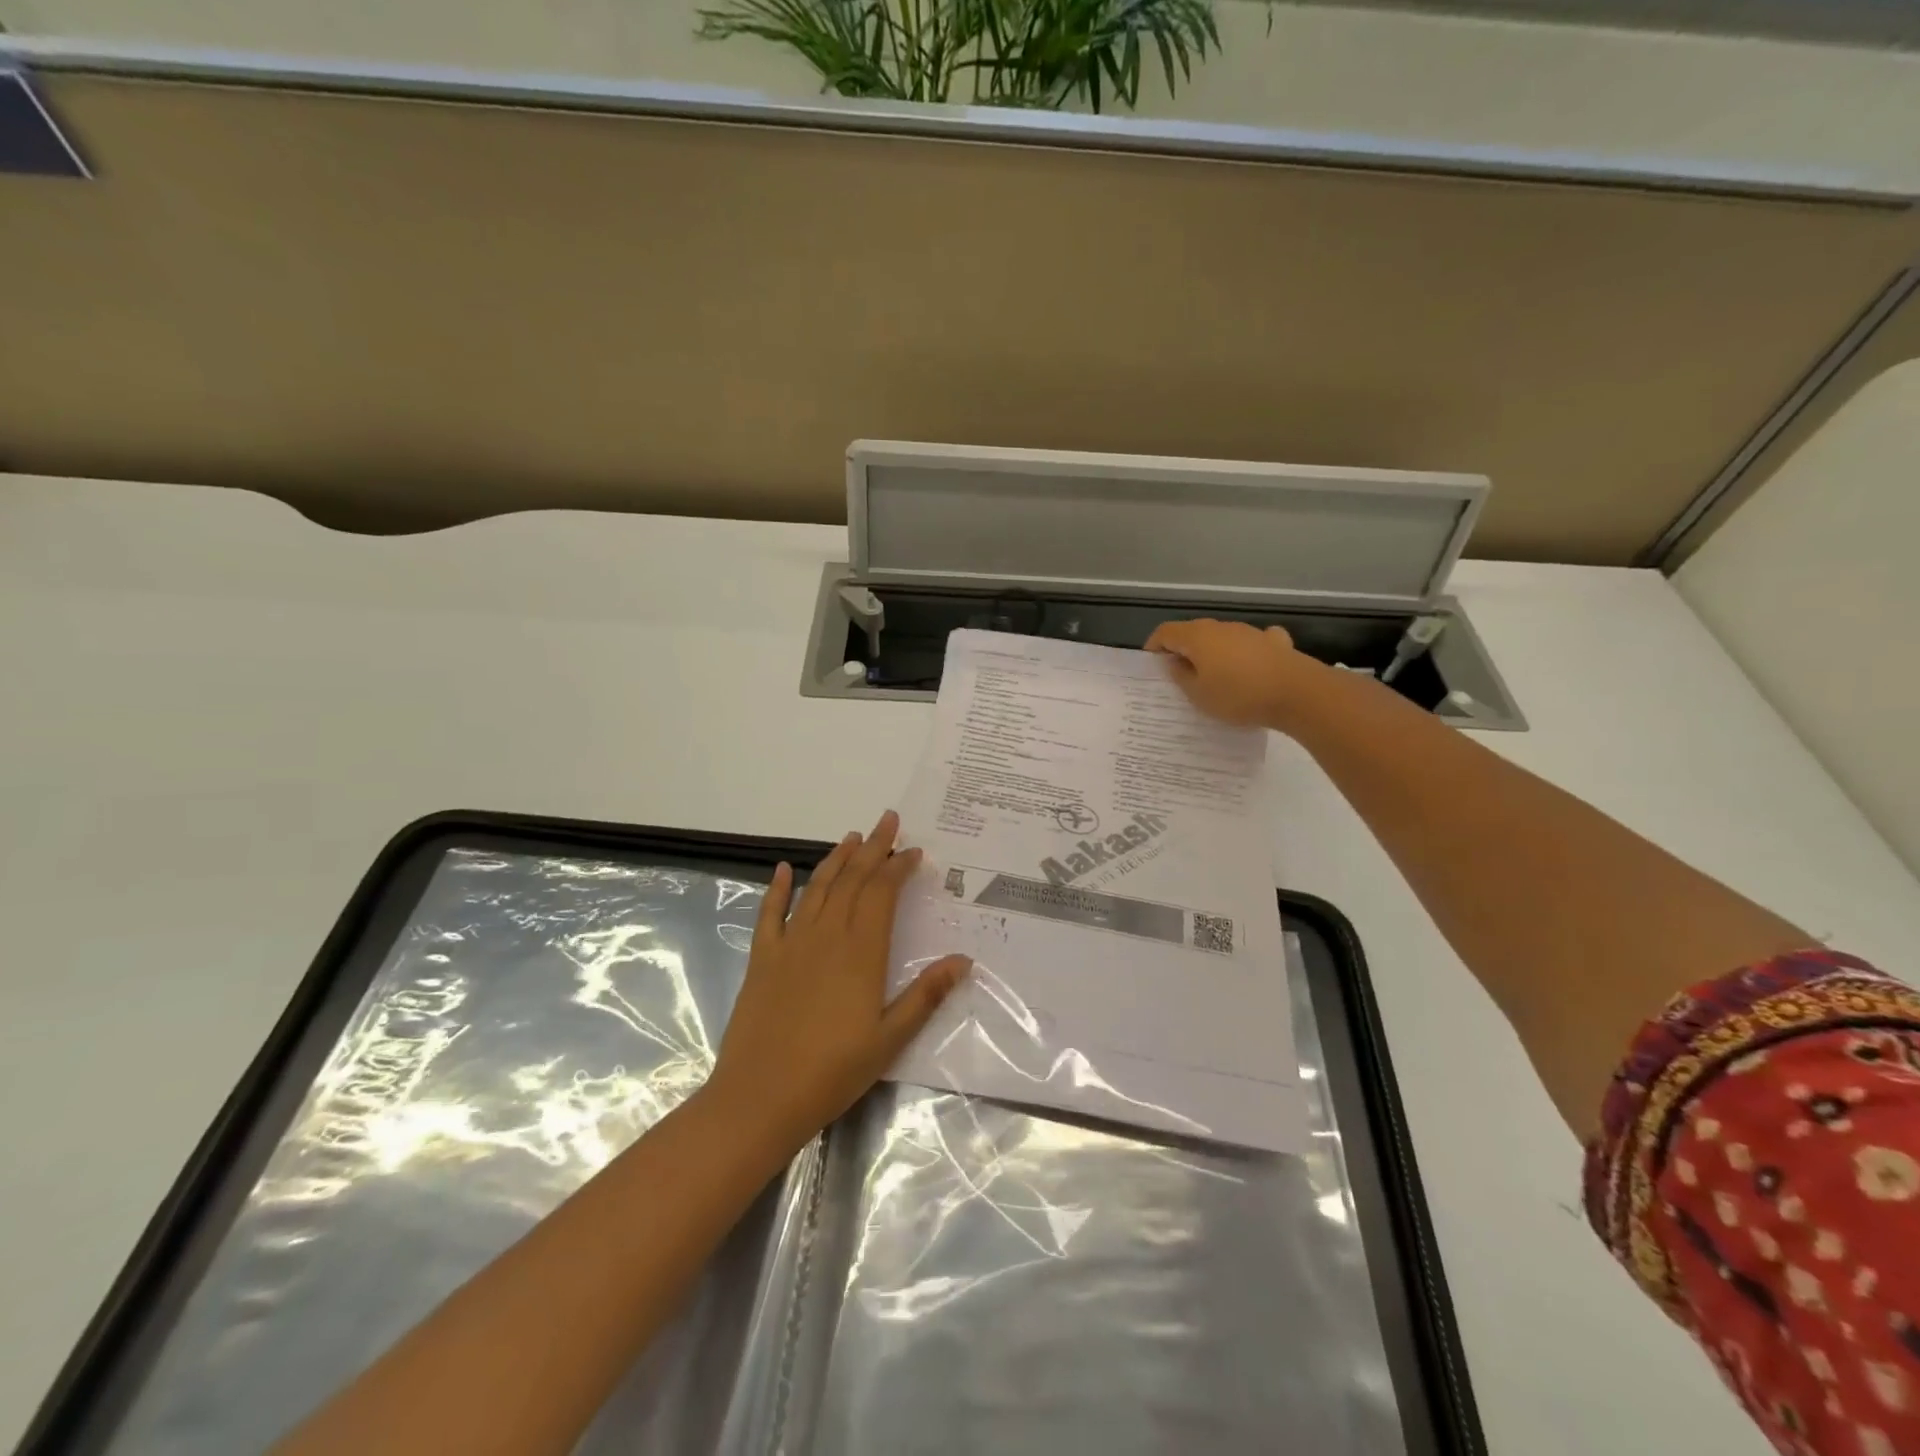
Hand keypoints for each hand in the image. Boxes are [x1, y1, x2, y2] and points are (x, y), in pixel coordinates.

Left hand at [704, 811, 970, 1150]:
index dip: (898, 867)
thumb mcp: (890, 1038)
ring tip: (852, 837)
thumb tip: (963, 959)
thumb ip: (926, 995)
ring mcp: (790, 942)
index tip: (913, 851)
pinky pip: (770, 912)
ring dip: (836, 859)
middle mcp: (826, 935)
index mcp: (861, 951)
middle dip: (873, 848)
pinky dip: (776, 887)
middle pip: (852, 879)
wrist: (760, 1097)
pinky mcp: (762, 958)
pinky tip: (782, 868)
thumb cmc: (833, 1071)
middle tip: (888, 820)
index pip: (882, 893)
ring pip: (817, 887)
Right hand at [1145, 619, 1319, 728]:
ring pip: (1222, 637)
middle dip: (1183, 649)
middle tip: (1179, 674)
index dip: (1154, 645)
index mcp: (1197, 637)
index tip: (1152, 664)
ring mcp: (1250, 632)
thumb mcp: (1198, 694)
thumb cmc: (1238, 695)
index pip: (1166, 632)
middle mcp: (1222, 627)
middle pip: (1194, 632)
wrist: (1297, 693)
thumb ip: (1181, 676)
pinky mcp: (1275, 642)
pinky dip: (1245, 651)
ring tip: (1214, 676)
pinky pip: (1252, 642)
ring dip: (1213, 651)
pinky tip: (1251, 665)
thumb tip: (1174, 662)